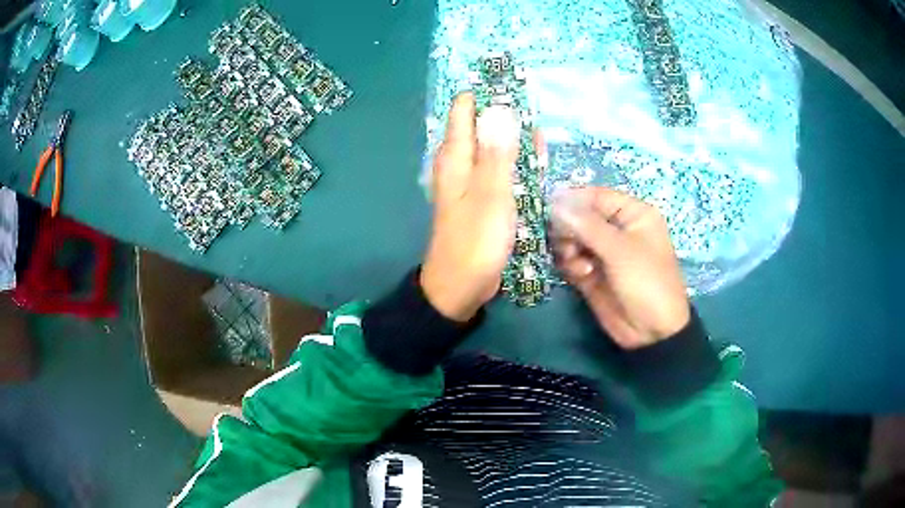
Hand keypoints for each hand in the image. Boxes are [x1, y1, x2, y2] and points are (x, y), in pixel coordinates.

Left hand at [421, 93, 520, 321]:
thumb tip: (500, 108)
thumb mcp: (490, 194)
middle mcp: (462, 162)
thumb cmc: (475, 241)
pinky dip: (519, 162)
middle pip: (484, 125)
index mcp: (456, 156)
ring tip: (542, 124)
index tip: (514, 80)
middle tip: (536, 100)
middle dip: (508, 111)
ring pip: (497, 147)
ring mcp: (475, 180)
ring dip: (517, 137)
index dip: (487, 91)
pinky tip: (538, 158)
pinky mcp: (486, 197)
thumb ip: (497, 152)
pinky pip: (503, 170)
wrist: (462, 285)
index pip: (466, 108)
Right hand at [551, 187, 689, 348]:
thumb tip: (555, 203)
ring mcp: (603, 252)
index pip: (597, 196)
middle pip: (580, 216)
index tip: (549, 206)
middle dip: (568, 227)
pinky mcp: (591, 273)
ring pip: (572, 238)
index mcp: (632, 215)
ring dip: (568, 247)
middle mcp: (616, 229)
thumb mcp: (620, 250)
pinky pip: (571, 259)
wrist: (652, 332)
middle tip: (565, 241)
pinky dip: (570, 264)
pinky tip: (581, 275)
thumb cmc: (646, 281)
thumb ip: (587, 225)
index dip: (573, 199)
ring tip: (575, 261)